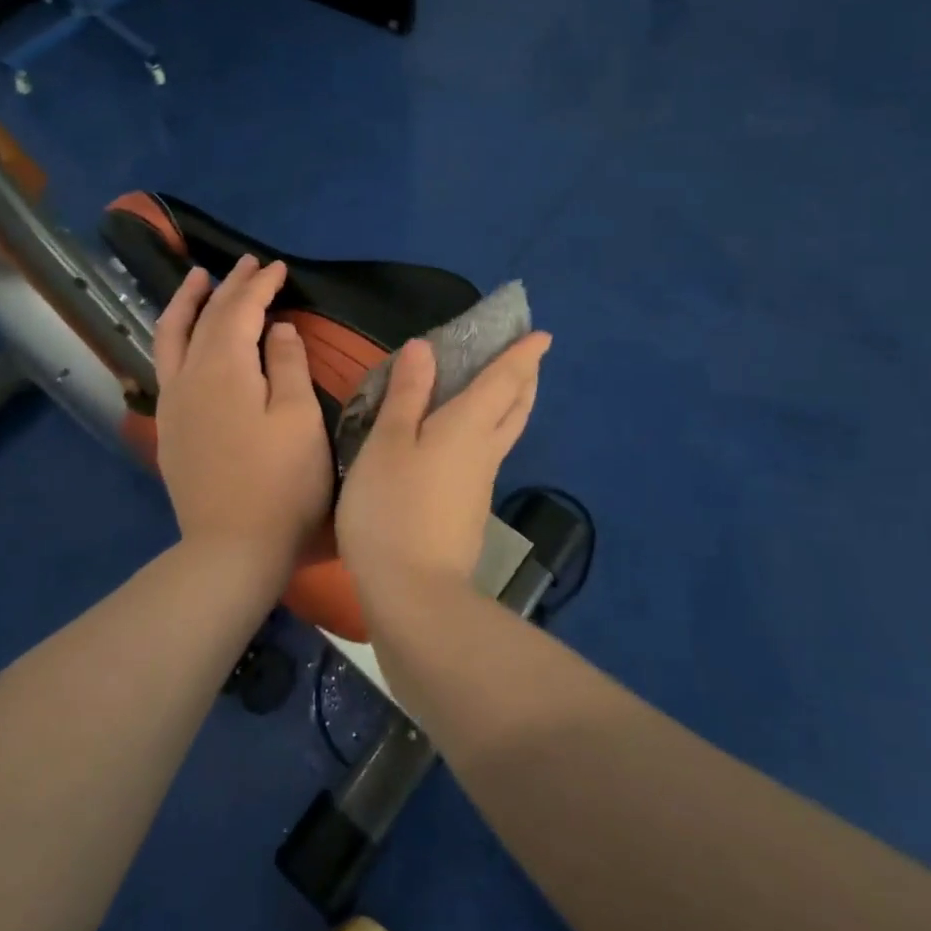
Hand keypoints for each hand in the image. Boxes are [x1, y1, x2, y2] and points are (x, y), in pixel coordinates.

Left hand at [154, 256, 332, 580]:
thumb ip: (287, 365)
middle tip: (247, 263)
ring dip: (186, 303)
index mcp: (224, 368)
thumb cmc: (281, 483)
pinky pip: (166, 364)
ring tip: (196, 280)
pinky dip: (175, 337)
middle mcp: (189, 376)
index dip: (259, 285)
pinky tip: (184, 339)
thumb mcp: (299, 418)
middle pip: (206, 318)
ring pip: (171, 337)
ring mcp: (173, 403)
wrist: (232, 548)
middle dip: (228, 286)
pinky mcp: (169, 427)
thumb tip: (276, 329)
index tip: (277, 267)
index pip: (240, 310)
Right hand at [336, 331, 551, 595]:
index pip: (504, 380)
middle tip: (529, 358)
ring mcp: (480, 485)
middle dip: (526, 379)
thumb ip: (406, 395)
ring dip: (510, 405)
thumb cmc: (393, 508)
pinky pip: (486, 455)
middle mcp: (484, 451)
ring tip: (499, 389)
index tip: (543, 335)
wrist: (414, 595)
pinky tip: (464, 439)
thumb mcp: (387, 443)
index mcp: (469, 426)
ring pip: (505, 433)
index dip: (523, 354)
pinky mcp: (468, 511)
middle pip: (516, 408)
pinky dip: (487, 432)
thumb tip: (425, 347)